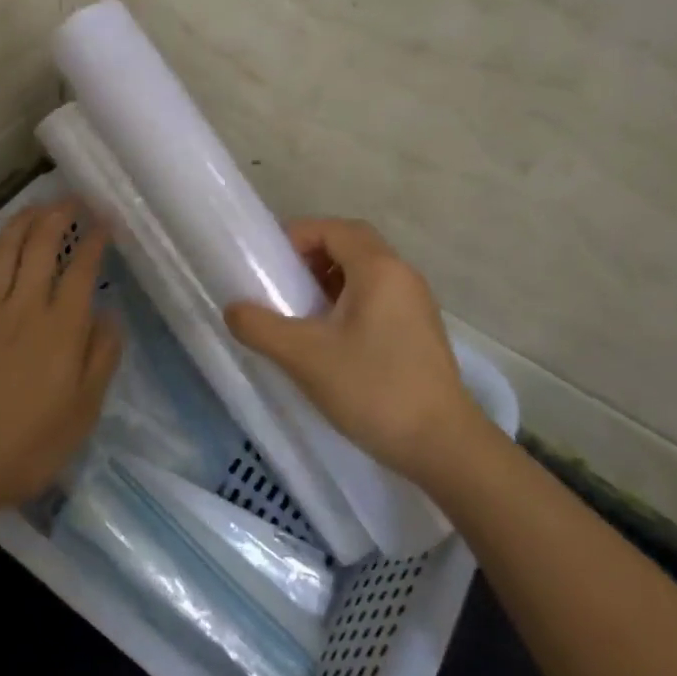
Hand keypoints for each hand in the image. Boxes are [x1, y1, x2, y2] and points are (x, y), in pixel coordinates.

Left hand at [0, 201, 121, 516]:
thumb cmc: (29, 444)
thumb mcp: (84, 411)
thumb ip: (101, 358)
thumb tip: (110, 315)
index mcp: (61, 327)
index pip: (81, 269)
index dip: (95, 240)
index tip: (104, 221)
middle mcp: (24, 308)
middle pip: (40, 248)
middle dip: (56, 217)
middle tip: (69, 199)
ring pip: (1, 256)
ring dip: (17, 226)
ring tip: (31, 208)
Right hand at [225, 218, 487, 485]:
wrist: (444, 446)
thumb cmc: (373, 389)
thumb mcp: (305, 357)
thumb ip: (261, 327)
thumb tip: (232, 308)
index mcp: (379, 268)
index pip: (332, 228)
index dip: (296, 236)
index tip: (267, 264)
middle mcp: (402, 275)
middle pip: (352, 244)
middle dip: (312, 255)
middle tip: (281, 283)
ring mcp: (416, 303)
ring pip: (366, 272)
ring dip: (330, 280)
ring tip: (300, 312)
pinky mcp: (420, 331)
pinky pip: (379, 297)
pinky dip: (349, 302)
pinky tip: (330, 338)